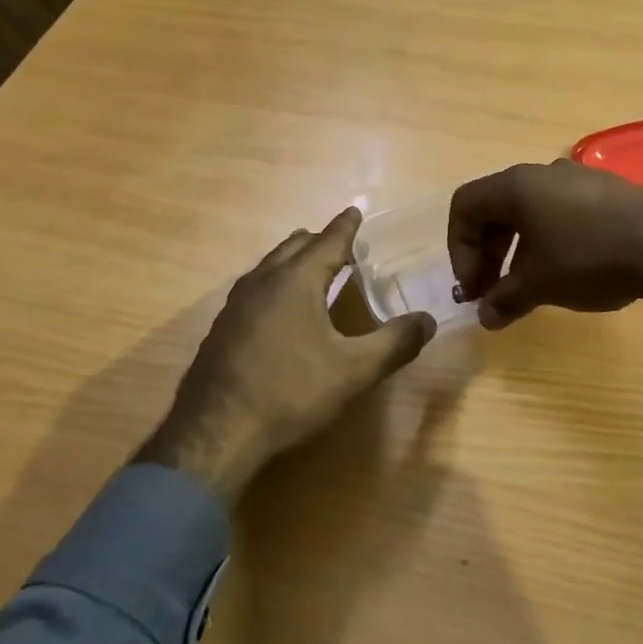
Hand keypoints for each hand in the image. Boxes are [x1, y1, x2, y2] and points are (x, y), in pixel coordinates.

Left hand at [139, 208, 435, 505]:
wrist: (215, 433)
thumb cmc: (291, 392)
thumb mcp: (354, 370)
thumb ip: (395, 343)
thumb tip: (427, 320)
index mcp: (295, 281)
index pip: (327, 242)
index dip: (346, 227)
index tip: (355, 211)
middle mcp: (262, 282)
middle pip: (293, 248)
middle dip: (318, 241)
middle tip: (338, 243)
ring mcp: (235, 306)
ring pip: (268, 268)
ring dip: (293, 262)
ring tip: (310, 269)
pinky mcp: (221, 331)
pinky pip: (254, 291)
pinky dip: (275, 285)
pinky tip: (278, 311)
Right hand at [448, 161, 642, 329]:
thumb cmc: (588, 258)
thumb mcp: (539, 284)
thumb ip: (504, 299)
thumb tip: (485, 317)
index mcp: (516, 186)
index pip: (465, 206)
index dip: (458, 249)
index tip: (473, 287)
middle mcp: (543, 173)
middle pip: (495, 208)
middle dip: (486, 253)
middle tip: (491, 292)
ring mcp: (578, 179)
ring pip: (529, 212)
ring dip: (516, 250)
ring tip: (525, 288)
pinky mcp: (607, 192)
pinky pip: (560, 213)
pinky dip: (547, 241)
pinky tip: (564, 272)